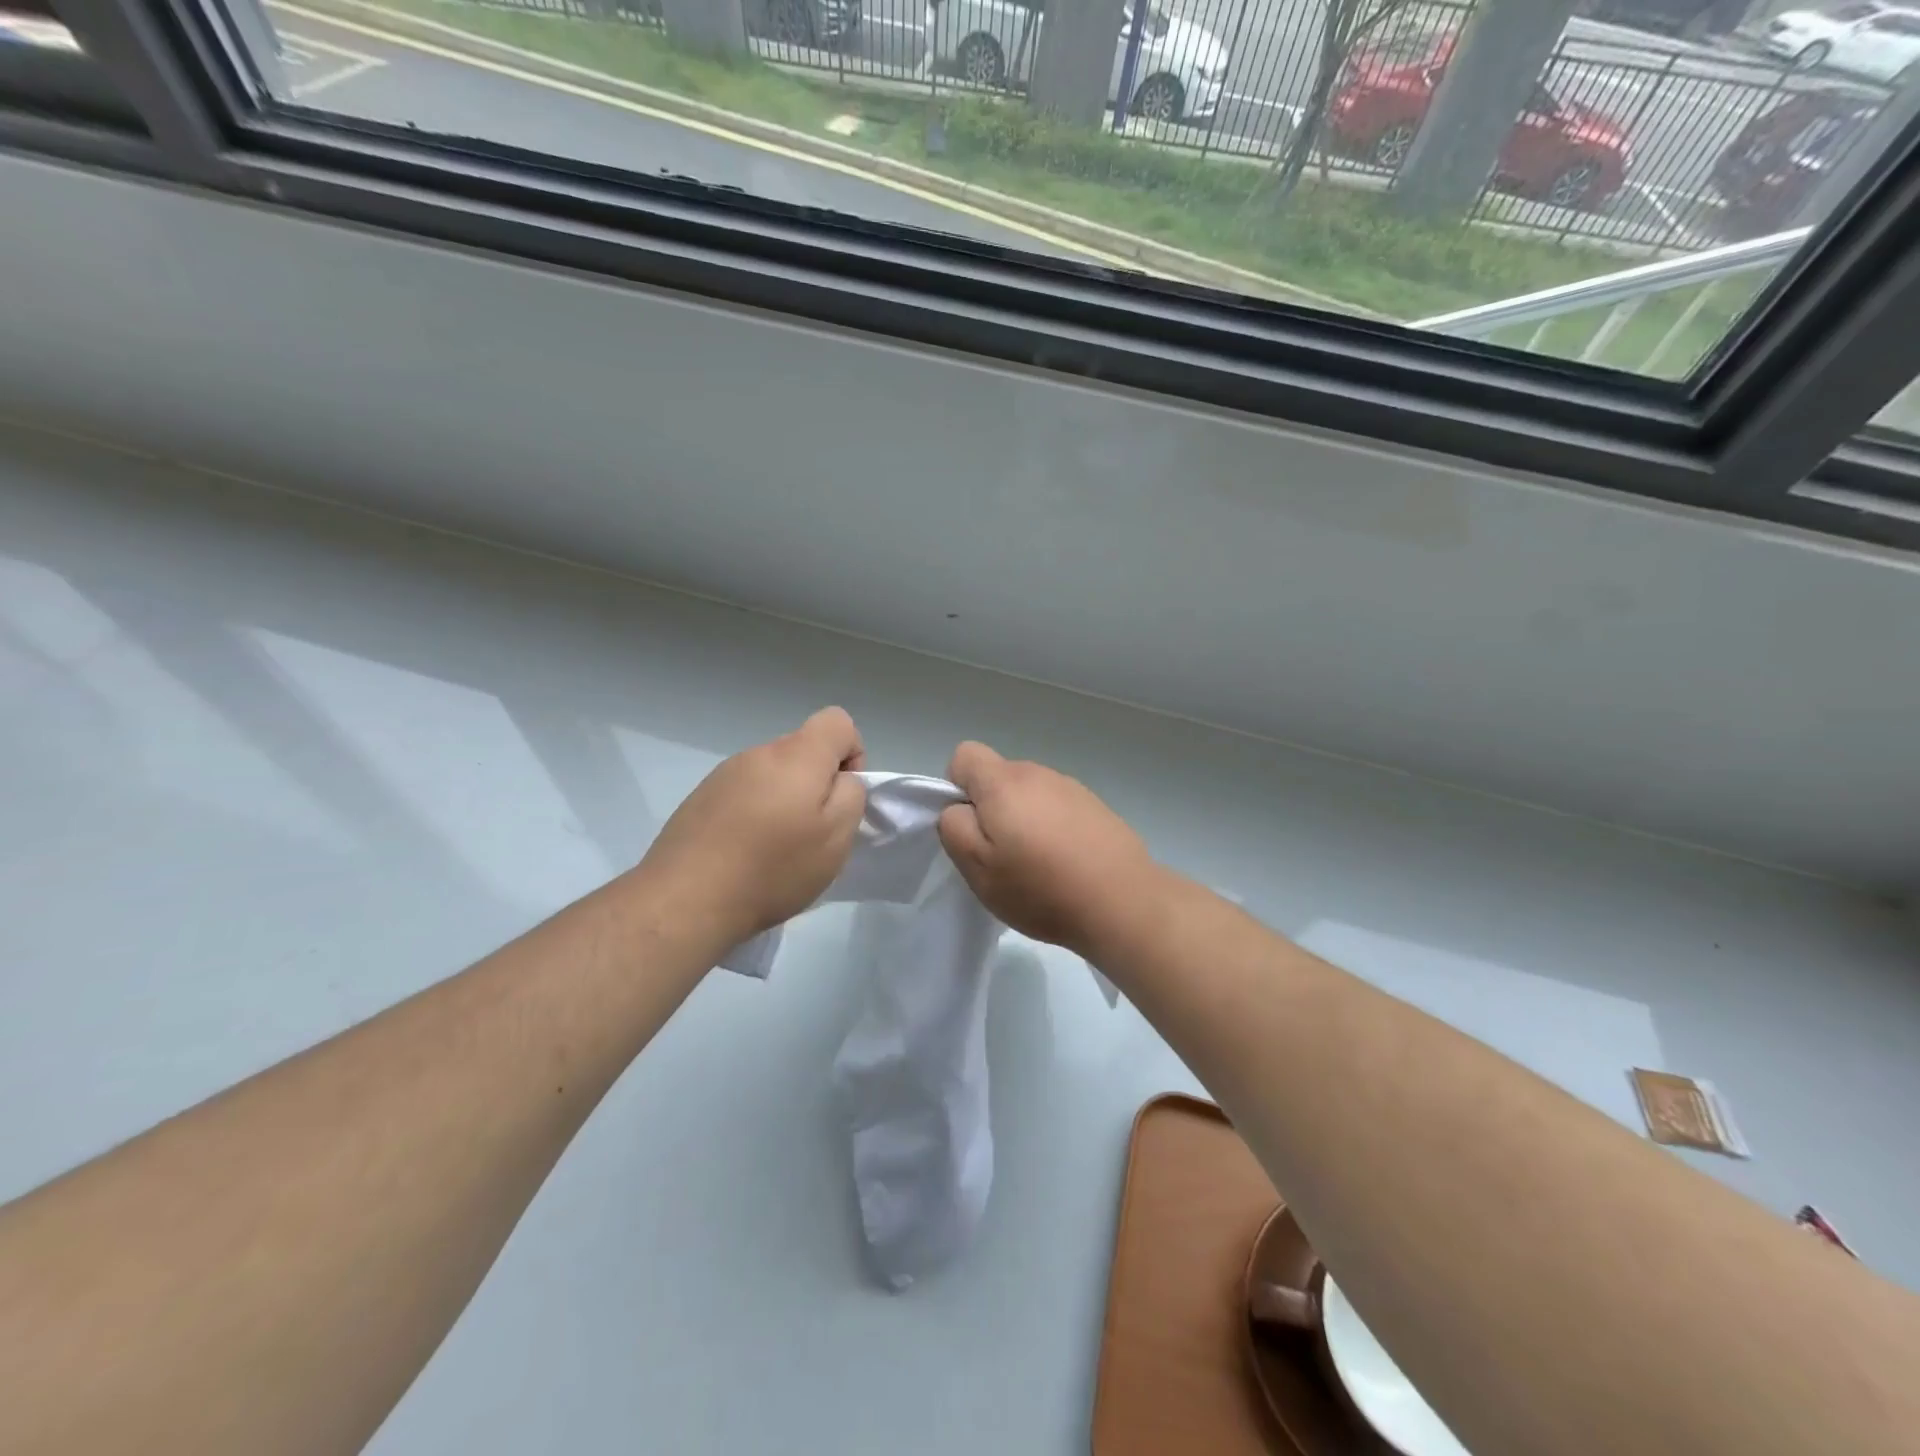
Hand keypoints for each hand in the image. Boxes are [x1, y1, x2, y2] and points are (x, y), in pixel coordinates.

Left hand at [638, 707, 867, 948]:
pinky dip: (754, 816)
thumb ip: (851, 795)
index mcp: (796, 755)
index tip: (842, 798)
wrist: (686, 900)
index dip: (852, 755)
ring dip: (784, 802)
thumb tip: (840, 780)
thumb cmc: (773, 868)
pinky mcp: (700, 798)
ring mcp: (724, 774)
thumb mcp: (836, 837)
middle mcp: (758, 754)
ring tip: (774, 851)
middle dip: (817, 785)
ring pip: (773, 775)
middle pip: (803, 751)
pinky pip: (744, 795)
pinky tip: (744, 855)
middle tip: (811, 835)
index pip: (837, 722)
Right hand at [936, 741, 1159, 957]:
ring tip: (1037, 866)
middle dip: (991, 809)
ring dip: (1024, 820)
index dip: (956, 788)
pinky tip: (1066, 865)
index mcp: (1004, 781)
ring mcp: (1072, 788)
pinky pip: (1058, 809)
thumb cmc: (1040, 887)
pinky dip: (1053, 829)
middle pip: (998, 777)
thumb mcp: (978, 867)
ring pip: (1029, 795)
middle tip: (1001, 856)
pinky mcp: (1096, 807)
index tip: (970, 827)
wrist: (1123, 902)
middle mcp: (1038, 773)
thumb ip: (954, 827)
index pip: (964, 755)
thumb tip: (958, 808)